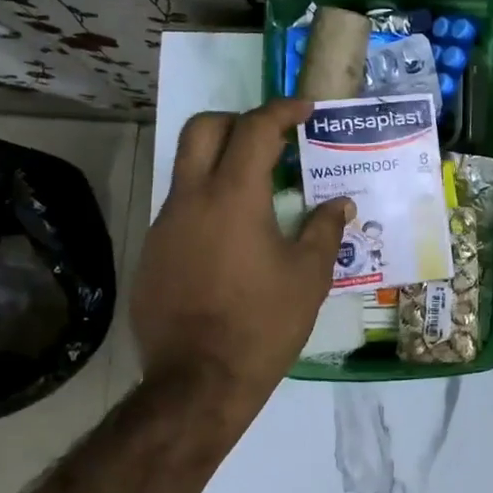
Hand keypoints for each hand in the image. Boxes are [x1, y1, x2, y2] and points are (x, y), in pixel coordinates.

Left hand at [131, 99, 352, 415]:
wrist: (198, 382)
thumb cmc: (263, 323)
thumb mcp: (309, 276)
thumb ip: (324, 229)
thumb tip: (340, 204)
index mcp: (234, 196)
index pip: (255, 128)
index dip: (282, 110)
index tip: (305, 110)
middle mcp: (191, 199)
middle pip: (203, 129)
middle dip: (238, 121)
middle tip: (270, 139)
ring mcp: (165, 226)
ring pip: (187, 169)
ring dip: (220, 164)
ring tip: (257, 193)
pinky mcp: (153, 253)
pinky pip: (180, 209)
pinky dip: (207, 204)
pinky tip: (231, 240)